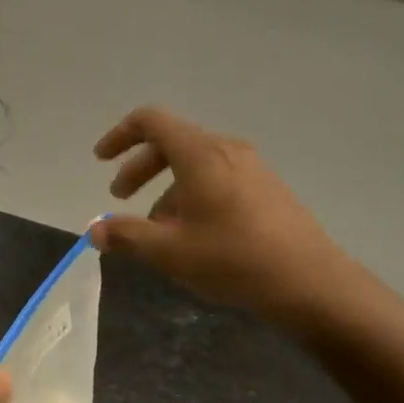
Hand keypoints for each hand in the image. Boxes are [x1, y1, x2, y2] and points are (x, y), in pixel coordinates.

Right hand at [92, 106, 348, 329]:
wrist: (308, 280)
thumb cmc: (232, 259)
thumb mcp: (169, 251)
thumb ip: (127, 235)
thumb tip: (95, 229)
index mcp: (199, 153)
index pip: (151, 121)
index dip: (120, 135)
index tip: (100, 160)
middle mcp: (226, 150)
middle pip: (172, 143)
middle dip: (140, 168)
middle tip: (120, 198)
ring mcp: (252, 168)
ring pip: (196, 165)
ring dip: (167, 188)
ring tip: (158, 230)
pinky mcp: (268, 189)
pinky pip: (219, 179)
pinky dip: (194, 195)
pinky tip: (194, 235)